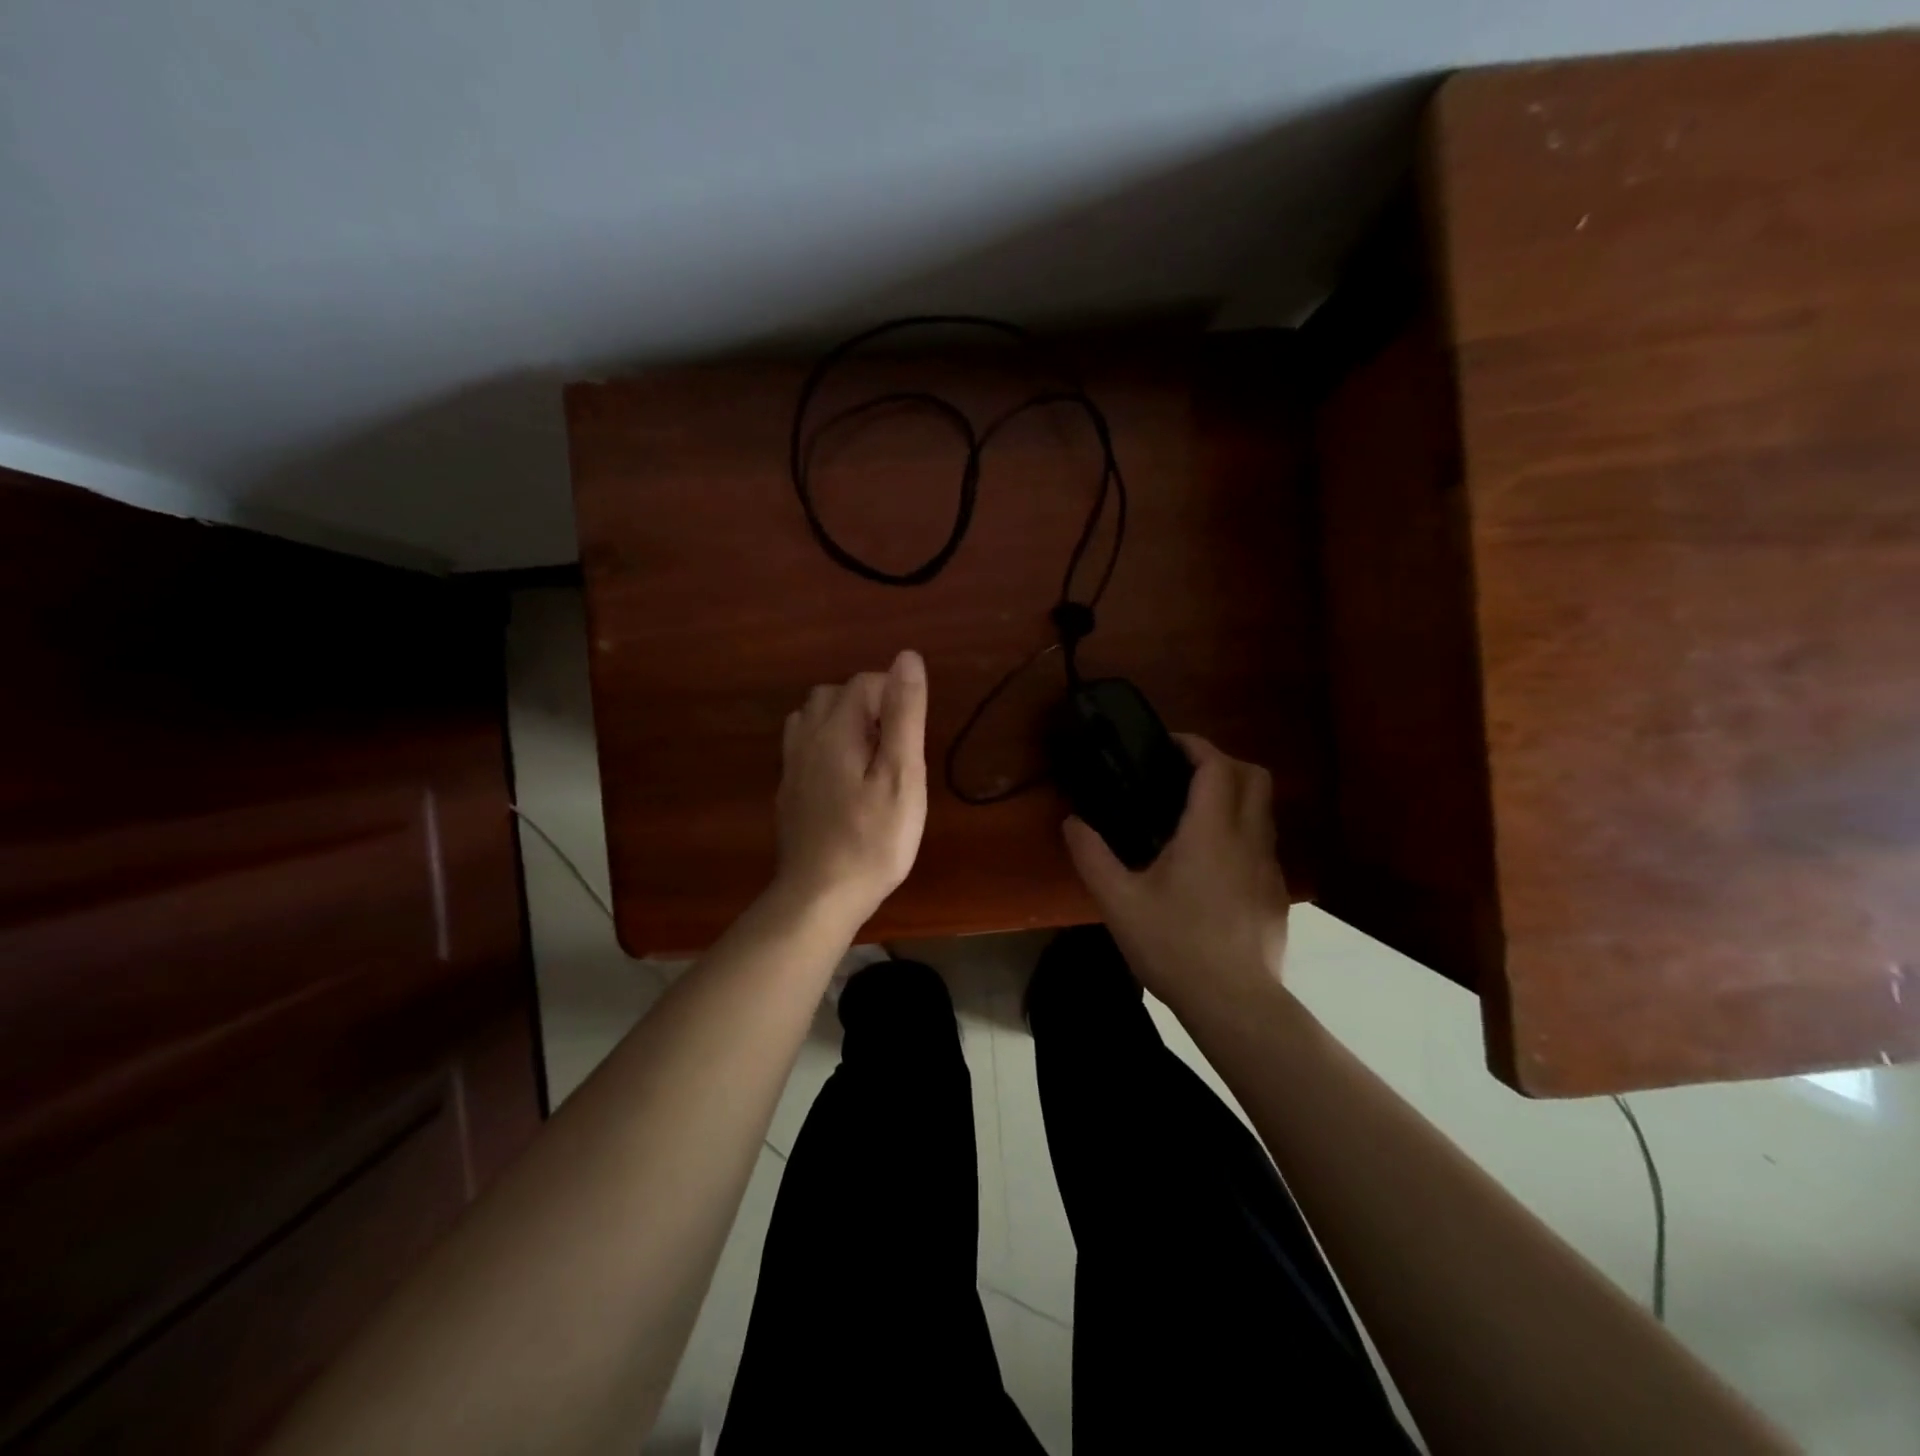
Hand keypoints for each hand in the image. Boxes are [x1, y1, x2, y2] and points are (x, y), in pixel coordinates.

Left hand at [773, 650, 928, 923]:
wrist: (818, 897)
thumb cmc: (872, 840)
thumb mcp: (901, 776)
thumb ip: (904, 716)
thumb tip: (906, 658)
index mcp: (834, 730)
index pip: (864, 682)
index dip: (894, 698)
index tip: (910, 739)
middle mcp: (805, 739)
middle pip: (833, 695)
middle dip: (868, 707)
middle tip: (895, 748)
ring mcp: (791, 767)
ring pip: (812, 720)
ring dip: (843, 724)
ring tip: (871, 760)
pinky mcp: (789, 793)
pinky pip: (804, 749)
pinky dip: (827, 748)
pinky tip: (846, 782)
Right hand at [1062, 734, 1289, 1016]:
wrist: (1234, 1004)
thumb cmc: (1174, 946)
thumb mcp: (1118, 902)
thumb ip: (1092, 855)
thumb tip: (1072, 822)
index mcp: (1211, 831)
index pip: (1217, 765)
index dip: (1195, 746)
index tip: (1168, 746)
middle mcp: (1248, 839)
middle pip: (1256, 776)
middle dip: (1223, 762)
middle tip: (1184, 775)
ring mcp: (1270, 867)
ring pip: (1264, 810)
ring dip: (1235, 797)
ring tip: (1193, 818)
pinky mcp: (1277, 894)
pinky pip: (1263, 844)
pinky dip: (1242, 833)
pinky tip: (1212, 866)